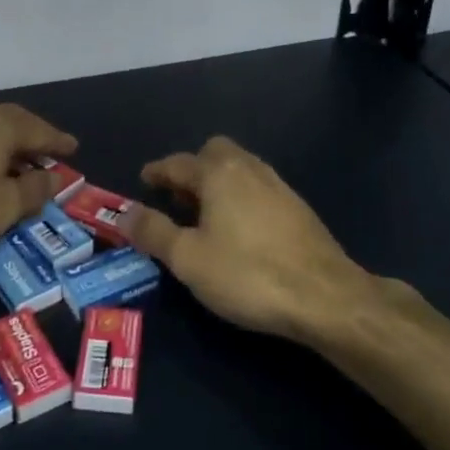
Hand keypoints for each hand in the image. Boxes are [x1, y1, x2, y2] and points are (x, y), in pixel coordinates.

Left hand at [0, 104, 77, 256]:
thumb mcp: (6, 205)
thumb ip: (35, 189)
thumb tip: (56, 177)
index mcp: (1, 127)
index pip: (39, 130)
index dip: (58, 141)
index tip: (74, 148)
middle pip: (14, 121)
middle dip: (34, 136)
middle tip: (50, 152)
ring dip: (11, 143)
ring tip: (23, 161)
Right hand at [121, 136, 384, 343]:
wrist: (325, 296)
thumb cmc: (247, 274)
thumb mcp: (188, 259)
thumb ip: (153, 232)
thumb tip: (124, 213)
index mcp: (218, 173)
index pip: (178, 163)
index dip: (157, 172)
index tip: (144, 180)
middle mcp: (249, 169)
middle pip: (214, 153)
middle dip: (192, 168)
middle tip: (176, 197)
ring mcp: (278, 186)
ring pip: (239, 169)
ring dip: (217, 182)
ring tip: (204, 214)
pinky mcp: (298, 208)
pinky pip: (258, 188)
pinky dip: (239, 196)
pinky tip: (239, 229)